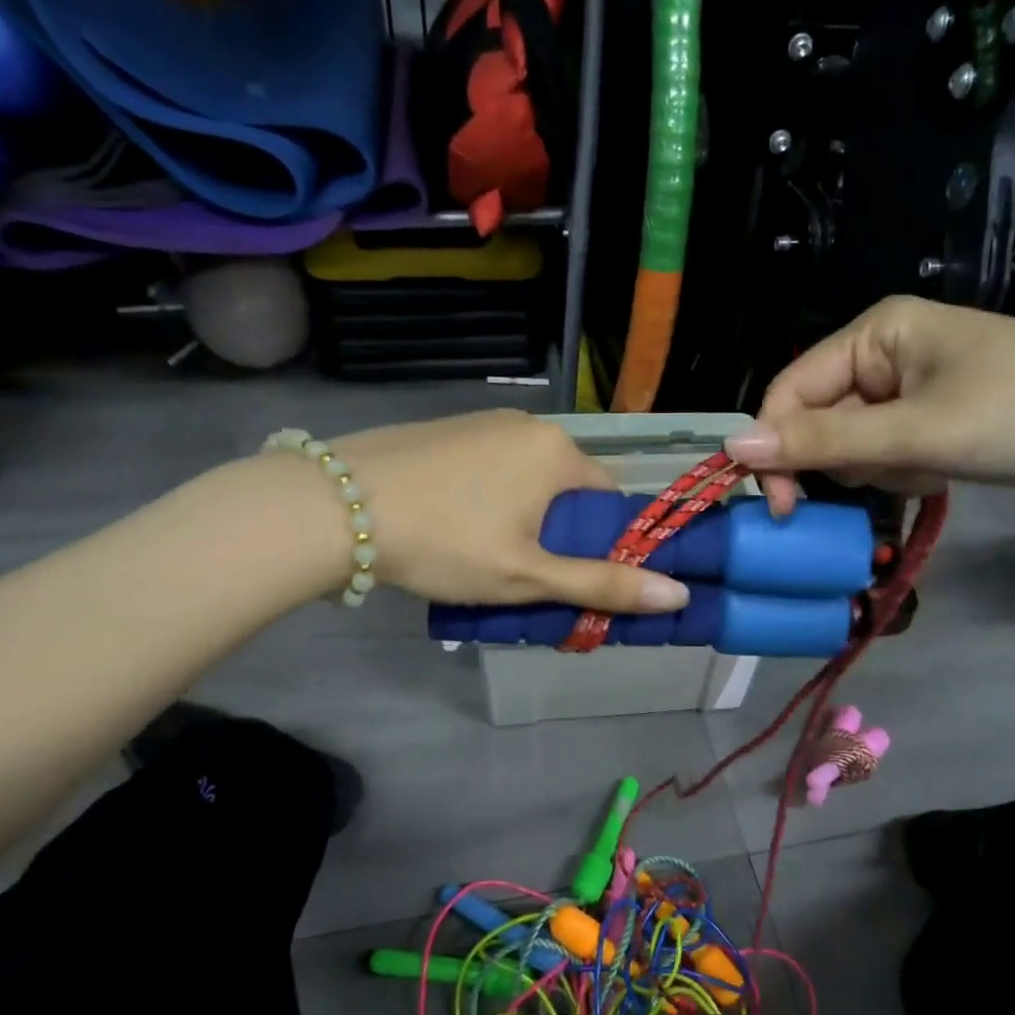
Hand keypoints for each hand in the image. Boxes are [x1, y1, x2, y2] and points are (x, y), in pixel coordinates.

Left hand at [332, 411, 690, 611]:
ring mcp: (483, 420)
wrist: (334, 506)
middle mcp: (528, 424)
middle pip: (566, 486)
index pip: (608, 499)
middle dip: (555, 529)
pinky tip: (451, 522)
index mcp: (558, 452)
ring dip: (520, 513)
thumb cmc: (444, 542)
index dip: (597, 542)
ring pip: (526, 476)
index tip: (568, 575)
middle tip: (520, 573)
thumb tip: (680, 594)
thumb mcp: (527, 576)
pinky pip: (490, 465)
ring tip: (481, 553)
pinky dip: (486, 495)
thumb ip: (602, 585)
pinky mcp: (447, 428)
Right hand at [726, 296, 1014, 514]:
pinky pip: (887, 449)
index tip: (783, 510)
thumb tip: (732, 447)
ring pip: (852, 441)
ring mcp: (911, 383)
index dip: (777, 448)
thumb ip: (823, 441)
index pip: (789, 391)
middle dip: (846, 460)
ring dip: (879, 469)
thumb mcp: (916, 433)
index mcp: (874, 332)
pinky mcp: (934, 412)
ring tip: (930, 469)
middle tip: (891, 476)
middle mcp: (883, 350)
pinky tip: (944, 471)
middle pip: (819, 417)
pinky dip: (904, 470)